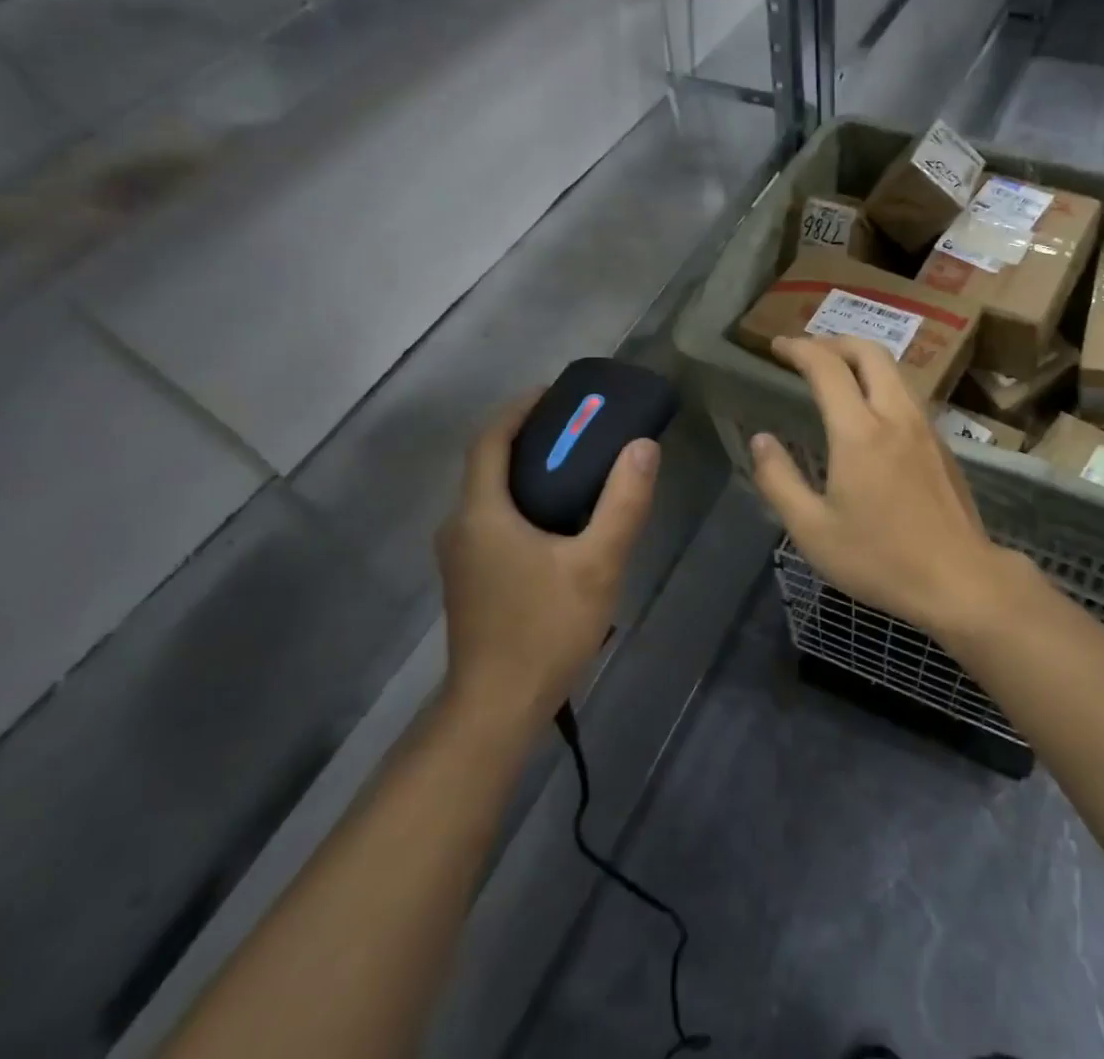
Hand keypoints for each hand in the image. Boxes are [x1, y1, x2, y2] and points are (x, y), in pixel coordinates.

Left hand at [436, 394, 659, 730]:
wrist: (496, 709)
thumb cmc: (544, 630)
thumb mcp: (597, 564)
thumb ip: (623, 503)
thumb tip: (643, 446)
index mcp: (481, 513)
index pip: (490, 438)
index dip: (520, 408)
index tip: (557, 393)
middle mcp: (460, 526)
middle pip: (488, 462)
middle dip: (529, 436)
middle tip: (579, 428)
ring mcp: (460, 556)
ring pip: (490, 494)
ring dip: (526, 470)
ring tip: (577, 467)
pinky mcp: (469, 578)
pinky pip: (493, 520)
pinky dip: (522, 501)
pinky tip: (559, 520)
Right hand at [748, 336, 1036, 637]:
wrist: (960, 580)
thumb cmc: (880, 559)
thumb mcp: (812, 530)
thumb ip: (779, 480)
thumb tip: (760, 440)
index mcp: (859, 432)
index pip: (827, 368)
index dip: (800, 349)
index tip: (777, 346)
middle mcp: (895, 416)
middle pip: (869, 352)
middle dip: (834, 340)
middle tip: (807, 351)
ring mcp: (924, 428)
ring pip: (894, 370)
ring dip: (861, 358)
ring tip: (836, 371)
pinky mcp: (941, 444)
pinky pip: (907, 393)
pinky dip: (881, 381)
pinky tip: (870, 408)